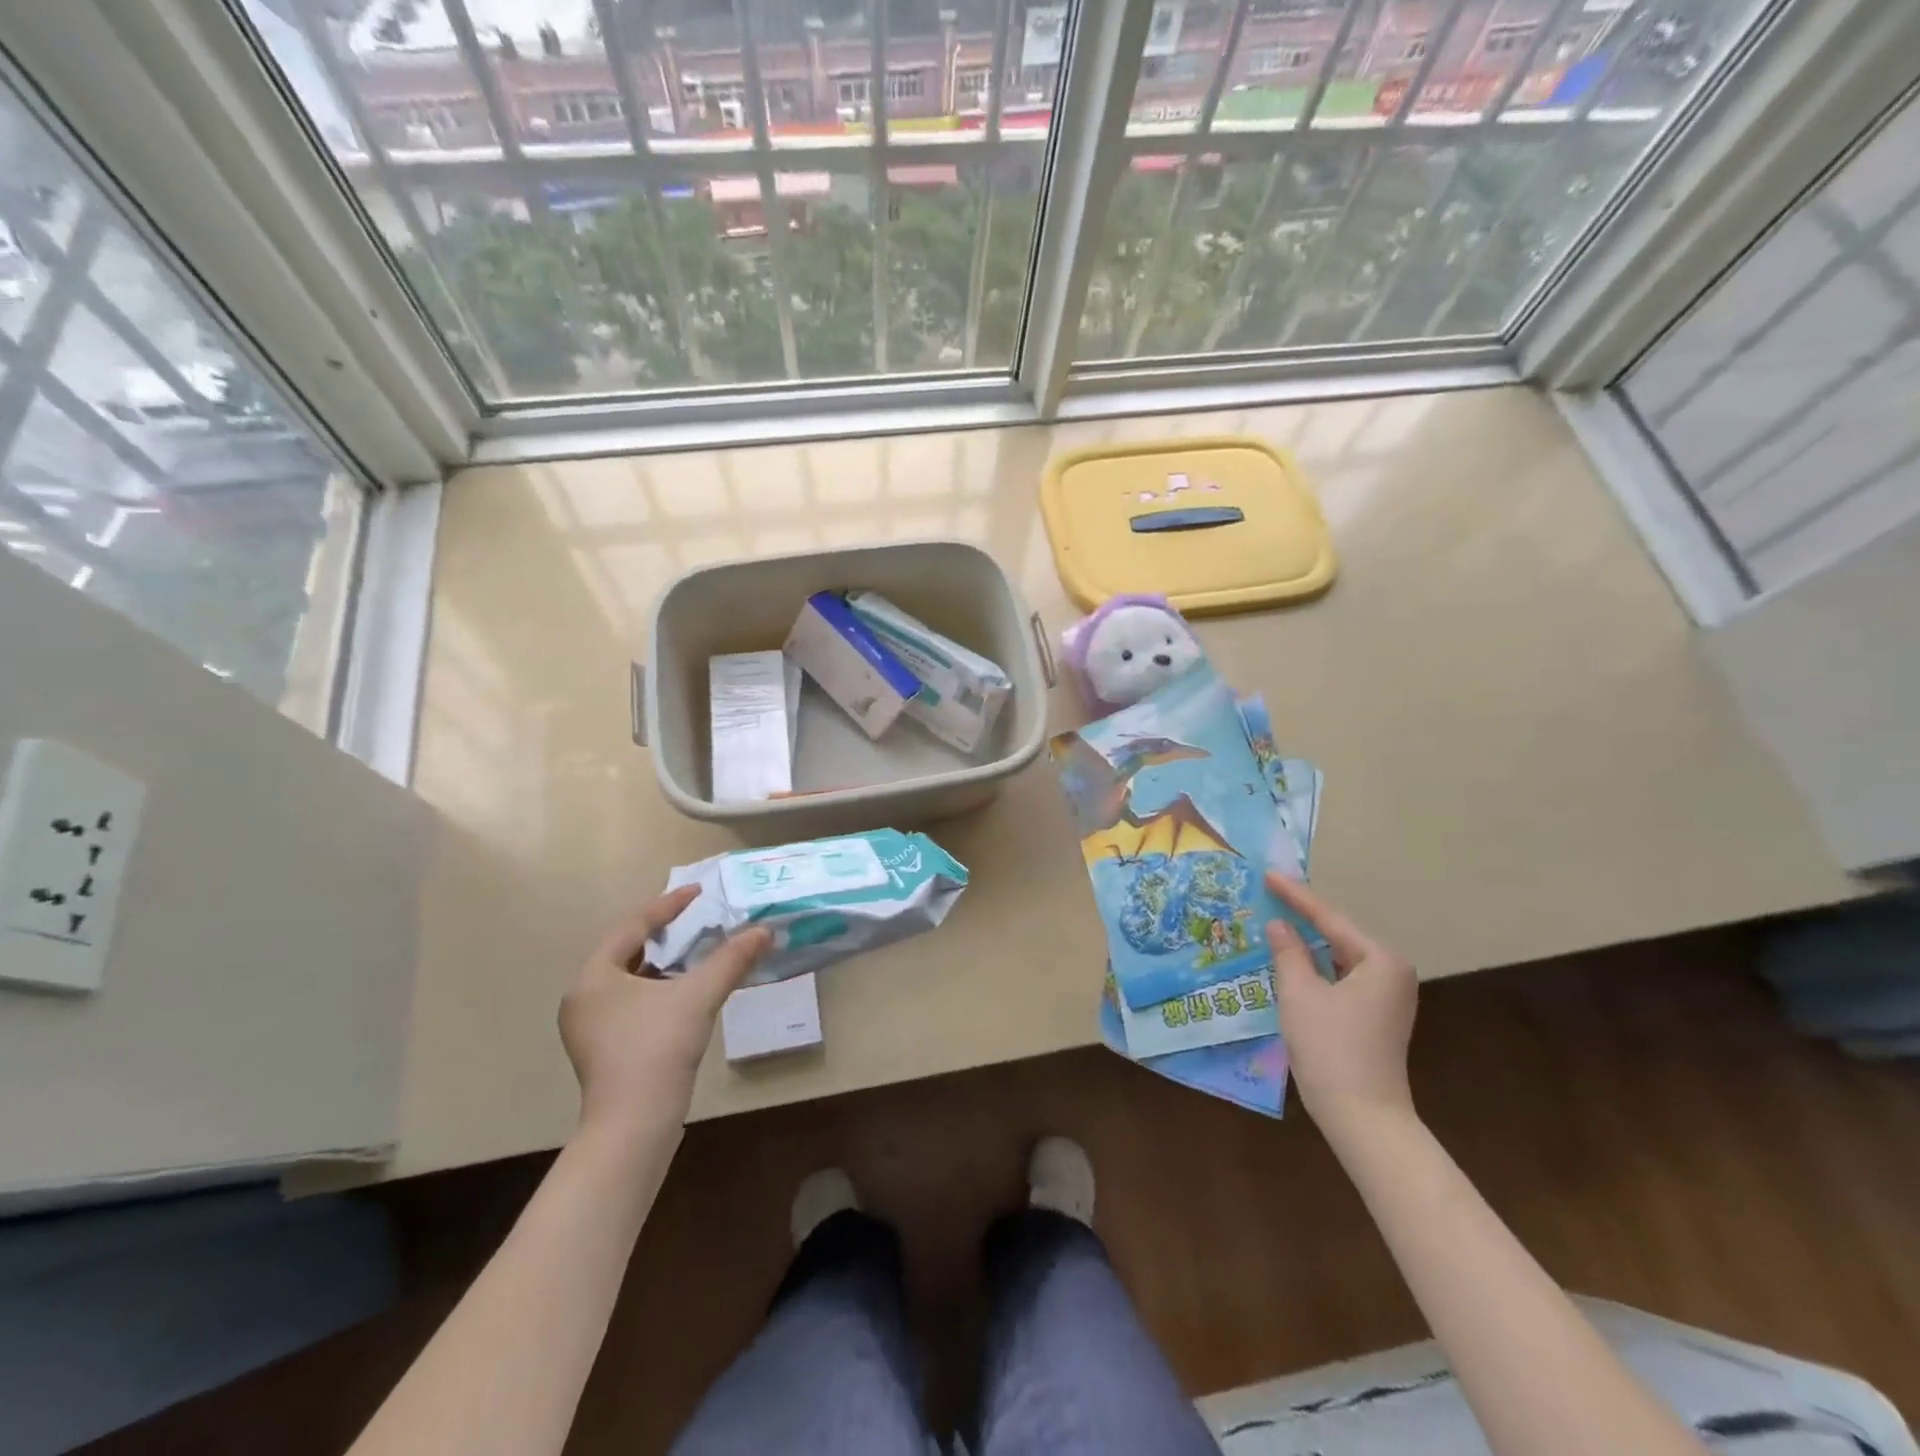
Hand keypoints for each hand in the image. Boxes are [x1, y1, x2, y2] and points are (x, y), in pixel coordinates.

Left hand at [559, 887, 770, 1139]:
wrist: (634, 1124)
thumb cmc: (657, 1048)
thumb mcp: (698, 995)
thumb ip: (731, 959)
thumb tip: (764, 931)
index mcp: (593, 977)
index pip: (632, 927)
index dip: (668, 906)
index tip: (698, 892)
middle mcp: (584, 998)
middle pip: (627, 952)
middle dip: (665, 935)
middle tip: (698, 920)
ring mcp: (590, 1028)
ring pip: (630, 980)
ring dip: (664, 964)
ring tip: (697, 954)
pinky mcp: (604, 1050)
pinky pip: (632, 1004)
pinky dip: (659, 990)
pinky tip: (686, 994)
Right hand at [1264, 872, 1418, 1134]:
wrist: (1363, 1116)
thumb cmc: (1330, 1048)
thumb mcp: (1300, 993)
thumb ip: (1288, 952)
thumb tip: (1278, 925)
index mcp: (1380, 960)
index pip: (1329, 918)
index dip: (1295, 896)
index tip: (1268, 874)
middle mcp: (1391, 971)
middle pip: (1338, 934)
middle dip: (1302, 916)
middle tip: (1269, 892)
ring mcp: (1386, 995)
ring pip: (1338, 956)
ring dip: (1307, 941)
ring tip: (1274, 918)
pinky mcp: (1376, 1015)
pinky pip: (1340, 976)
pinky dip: (1316, 965)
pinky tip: (1291, 957)